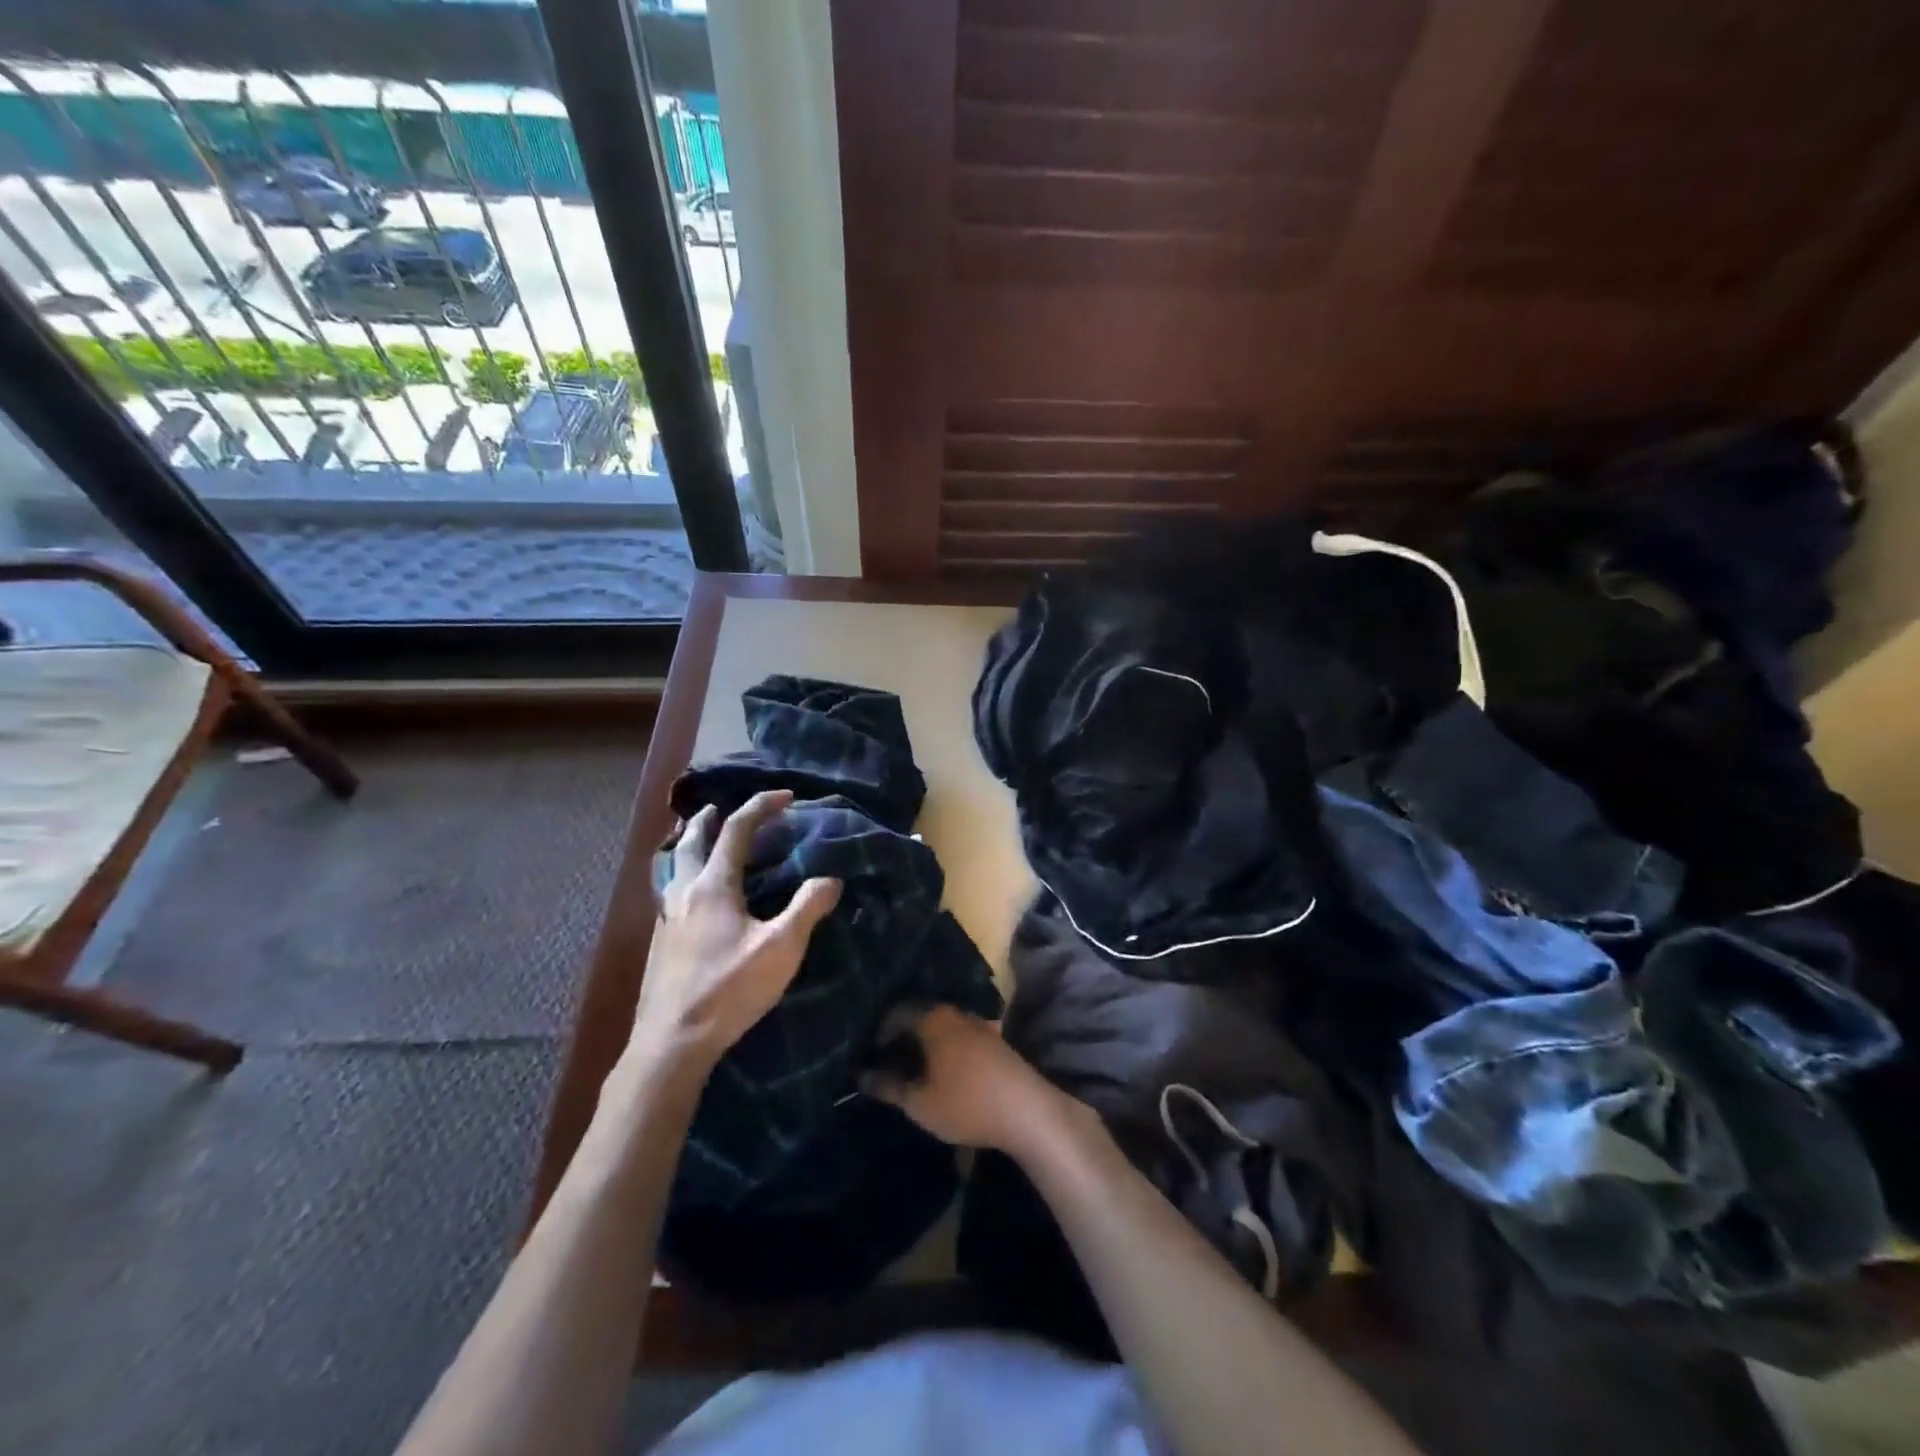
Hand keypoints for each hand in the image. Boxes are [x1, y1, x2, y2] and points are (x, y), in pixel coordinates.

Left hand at [626, 790, 841, 1079]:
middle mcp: (684, 892)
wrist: (672, 1042)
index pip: (737, 830)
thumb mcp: (781, 949)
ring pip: (674, 866)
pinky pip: (670, 892)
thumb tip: (830, 878)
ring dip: (689, 846)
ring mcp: (666, 918)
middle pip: (691, 840)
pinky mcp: (659, 943)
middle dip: (708, 819)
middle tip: (719, 809)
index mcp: (713, 886)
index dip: (761, 806)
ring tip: (702, 846)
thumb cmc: (730, 990)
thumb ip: (807, 908)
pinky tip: (693, 899)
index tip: (786, 797)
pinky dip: (683, 876)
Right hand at [860, 1004, 1074, 1153]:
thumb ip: (888, 1087)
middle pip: (920, 1016)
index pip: (897, 1012)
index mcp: (934, 1018)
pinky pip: (958, 1036)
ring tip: (912, 1070)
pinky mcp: (994, 1041)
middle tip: (887, 1063)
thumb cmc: (966, 1103)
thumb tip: (860, 1076)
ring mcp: (979, 1025)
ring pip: (941, 1027)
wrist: (1027, 1111)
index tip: (869, 1055)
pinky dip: (944, 1049)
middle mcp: (956, 1013)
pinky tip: (941, 1073)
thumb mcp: (919, 1103)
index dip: (879, 1032)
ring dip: (924, 1044)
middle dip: (901, 1037)